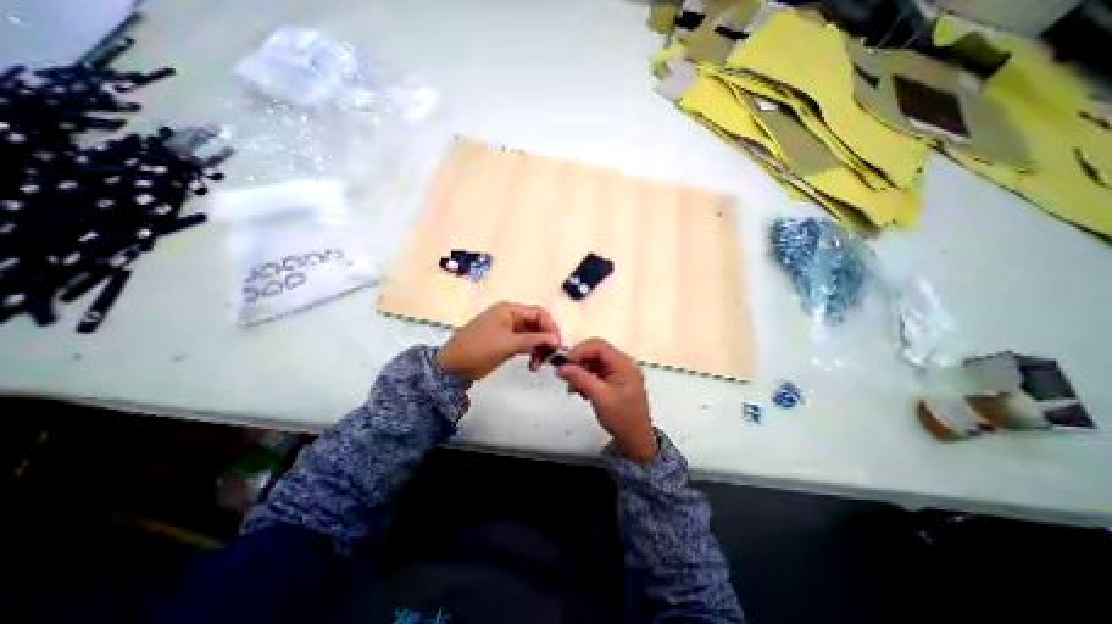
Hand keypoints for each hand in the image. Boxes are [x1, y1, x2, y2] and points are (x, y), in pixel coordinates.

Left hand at [431, 301, 561, 381]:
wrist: (452, 367)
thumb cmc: (479, 349)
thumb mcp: (508, 343)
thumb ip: (534, 340)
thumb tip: (557, 339)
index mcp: (509, 310)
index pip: (539, 313)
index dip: (551, 327)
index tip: (558, 345)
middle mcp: (510, 316)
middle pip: (537, 324)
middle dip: (545, 340)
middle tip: (550, 357)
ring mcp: (508, 330)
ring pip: (532, 336)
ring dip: (539, 349)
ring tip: (537, 366)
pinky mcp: (506, 343)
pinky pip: (525, 344)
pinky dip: (531, 353)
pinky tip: (532, 365)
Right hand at [554, 336, 653, 462]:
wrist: (636, 440)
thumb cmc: (622, 418)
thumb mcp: (600, 397)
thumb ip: (580, 379)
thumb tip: (561, 367)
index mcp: (623, 364)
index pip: (598, 346)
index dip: (579, 351)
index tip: (564, 364)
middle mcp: (622, 363)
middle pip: (595, 352)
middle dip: (579, 362)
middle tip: (565, 376)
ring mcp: (618, 372)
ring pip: (594, 362)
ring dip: (580, 371)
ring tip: (573, 388)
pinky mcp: (614, 381)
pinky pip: (596, 372)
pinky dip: (585, 378)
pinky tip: (580, 391)